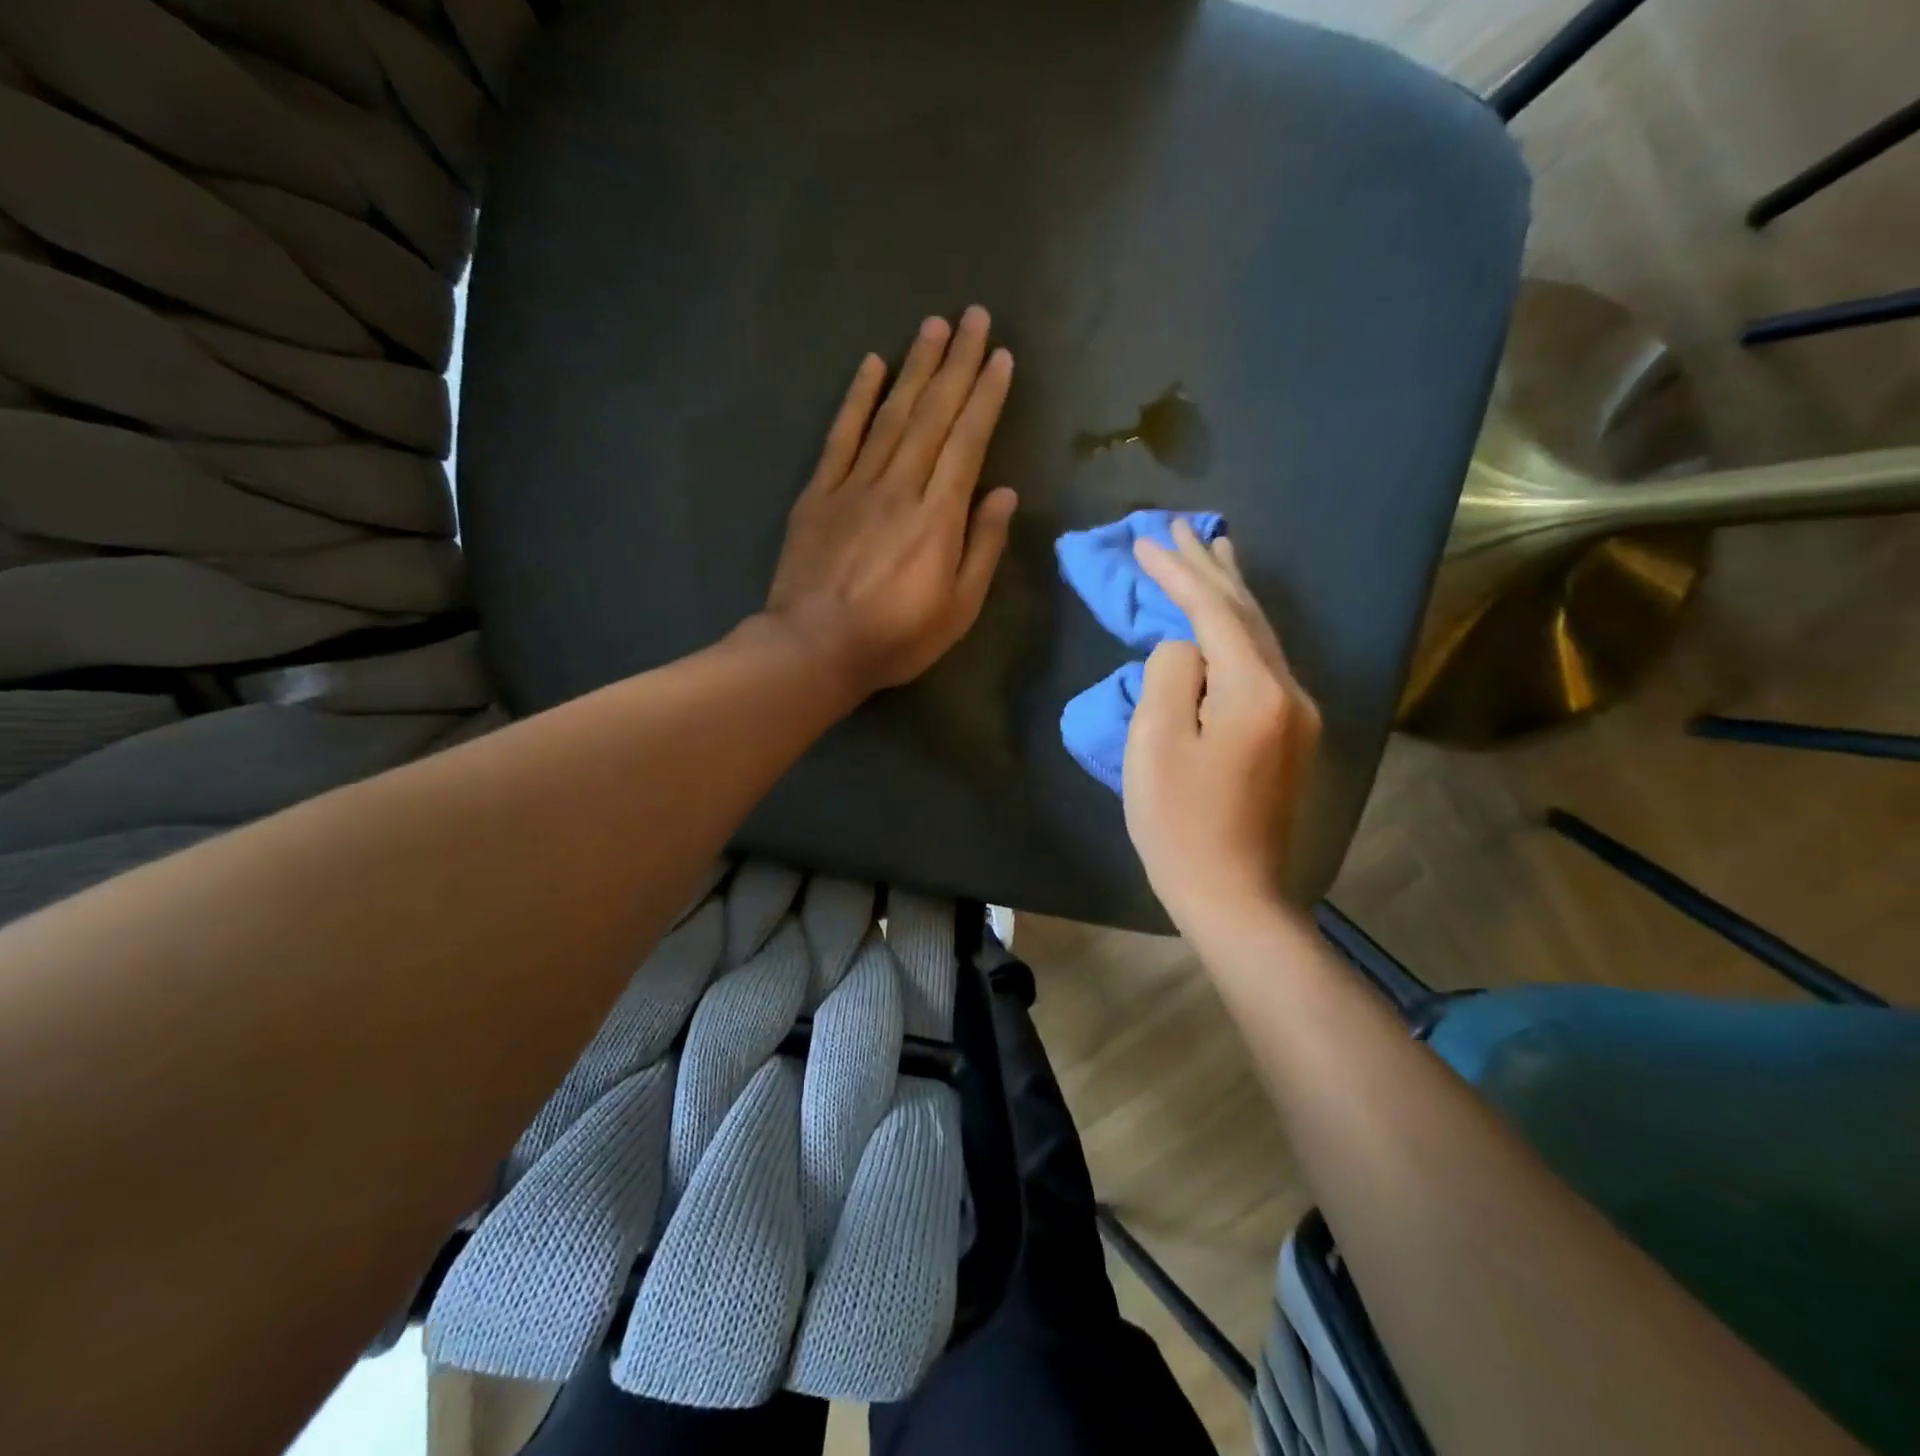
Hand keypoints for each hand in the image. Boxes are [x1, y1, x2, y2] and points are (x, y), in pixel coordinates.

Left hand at [763, 307, 1019, 700]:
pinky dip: (857, 398)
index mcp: (938, 516)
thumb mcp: (958, 608)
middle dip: (958, 363)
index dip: (986, 396)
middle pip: (933, 414)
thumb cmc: (895, 637)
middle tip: (975, 317)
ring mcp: (855, 485)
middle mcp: (900, 486)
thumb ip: (983, 547)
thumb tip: (1004, 493)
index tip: (1001, 357)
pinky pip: (841, 435)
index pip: (968, 441)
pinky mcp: (819, 493)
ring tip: (935, 326)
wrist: (814, 648)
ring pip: (891, 414)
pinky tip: (871, 365)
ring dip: (915, 367)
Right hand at [1123, 520, 1320, 934]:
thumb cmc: (1181, 823)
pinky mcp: (1290, 734)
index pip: (1214, 611)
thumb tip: (1183, 649)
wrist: (1232, 894)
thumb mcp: (1155, 744)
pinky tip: (1228, 619)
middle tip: (1181, 527)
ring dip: (1231, 592)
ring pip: (1261, 635)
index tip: (1144, 540)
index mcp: (1256, 690)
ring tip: (1214, 552)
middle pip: (1247, 613)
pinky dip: (1239, 629)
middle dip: (1210, 568)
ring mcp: (1297, 713)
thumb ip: (1170, 675)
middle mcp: (1290, 691)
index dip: (1177, 573)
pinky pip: (1262, 663)